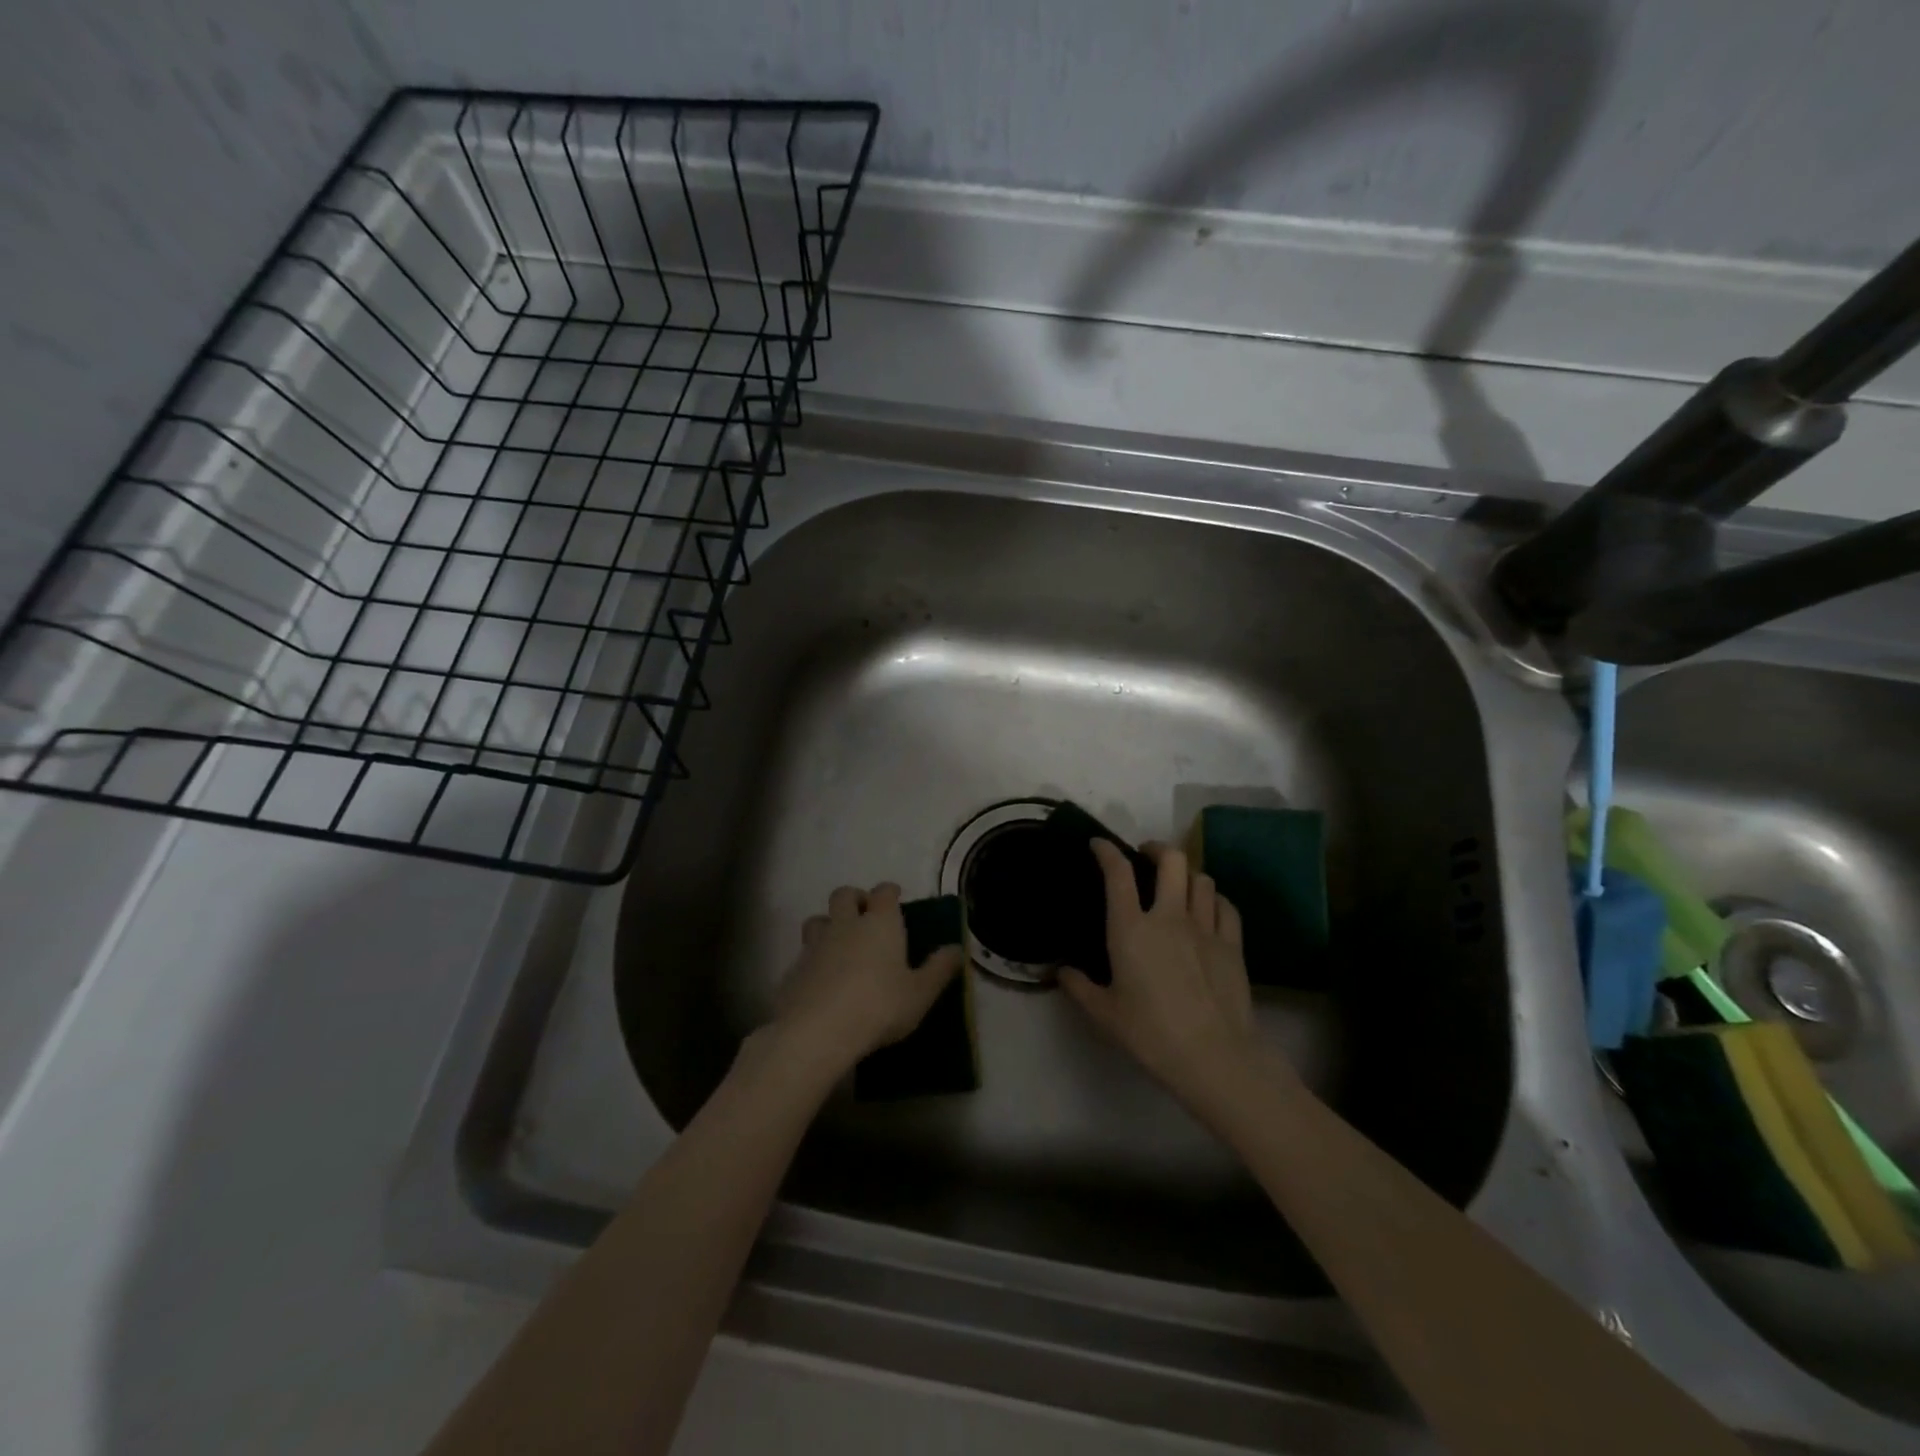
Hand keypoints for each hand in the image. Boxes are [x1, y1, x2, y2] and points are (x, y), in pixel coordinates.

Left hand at [765, 882, 963, 1076]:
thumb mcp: (921, 993)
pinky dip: (812, 960)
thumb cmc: (879, 1006)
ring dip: (828, 924)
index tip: (896, 897)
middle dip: (855, 899)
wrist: (818, 1031)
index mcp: (880, 922)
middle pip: (844, 894)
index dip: (890, 892)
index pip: (884, 892)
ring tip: (839, 944)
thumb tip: (957, 948)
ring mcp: (815, 945)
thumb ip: (940, 968)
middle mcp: (846, 924)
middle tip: (865, 916)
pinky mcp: (793, 969)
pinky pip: (803, 954)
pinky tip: (820, 981)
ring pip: (817, 920)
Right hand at [1060, 841, 1263, 1113]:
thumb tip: (1062, 971)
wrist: (1214, 1056)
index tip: (1099, 845)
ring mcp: (1205, 927)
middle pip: (1171, 860)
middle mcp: (1169, 916)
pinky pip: (1225, 905)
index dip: (1107, 851)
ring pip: (1201, 878)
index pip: (1118, 873)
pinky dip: (1214, 899)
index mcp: (1131, 928)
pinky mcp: (1232, 944)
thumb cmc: (1151, 1033)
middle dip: (1156, 849)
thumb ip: (1079, 988)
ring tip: (1178, 883)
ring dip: (1186, 873)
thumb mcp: (1105, 1014)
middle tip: (1146, 856)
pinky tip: (1208, 908)